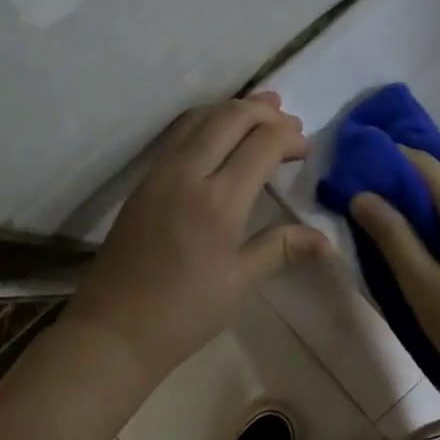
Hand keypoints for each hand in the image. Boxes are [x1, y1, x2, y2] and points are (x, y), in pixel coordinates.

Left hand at [63, 92, 328, 381]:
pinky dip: (207, 122)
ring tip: (262, 109)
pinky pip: (179, 134)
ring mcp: (160, 173)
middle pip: (229, 118)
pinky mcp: (143, 182)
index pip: (262, 144)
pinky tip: (220, 133)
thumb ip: (281, 249)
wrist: (114, 330)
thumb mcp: (238, 283)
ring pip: (199, 118)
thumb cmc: (183, 313)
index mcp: (218, 200)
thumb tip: (325, 240)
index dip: (289, 138)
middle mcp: (187, 174)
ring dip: (233, 109)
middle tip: (290, 121)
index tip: (306, 149)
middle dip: (264, 112)